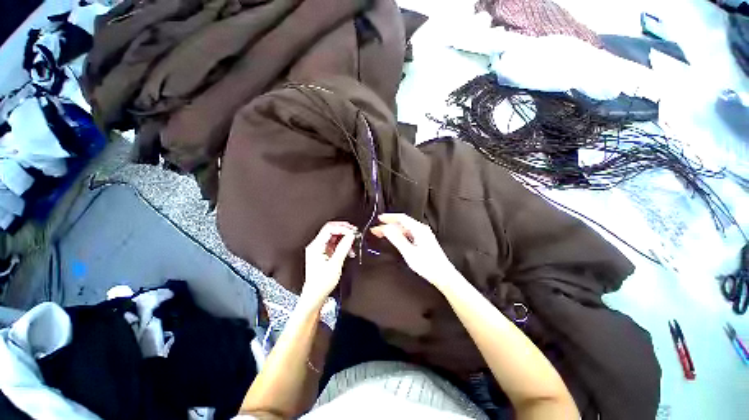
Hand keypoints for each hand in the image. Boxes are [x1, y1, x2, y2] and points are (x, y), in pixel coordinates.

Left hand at [301, 221, 356, 304]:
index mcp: (316, 246)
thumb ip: (343, 247)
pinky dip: (343, 244)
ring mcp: (319, 249)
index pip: (329, 229)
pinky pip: (334, 243)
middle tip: (355, 232)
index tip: (353, 231)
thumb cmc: (322, 282)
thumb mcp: (335, 264)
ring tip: (353, 243)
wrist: (315, 295)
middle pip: (331, 229)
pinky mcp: (324, 253)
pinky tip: (349, 250)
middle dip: (344, 230)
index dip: (342, 228)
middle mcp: (316, 245)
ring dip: (344, 238)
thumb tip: (351, 235)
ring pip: (333, 236)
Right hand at [370, 213, 460, 291]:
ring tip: (382, 234)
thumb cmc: (428, 265)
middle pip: (402, 223)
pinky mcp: (424, 241)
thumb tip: (386, 228)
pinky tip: (394, 239)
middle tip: (376, 230)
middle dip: (388, 225)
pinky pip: (409, 234)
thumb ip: (397, 239)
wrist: (444, 276)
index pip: (401, 218)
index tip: (379, 219)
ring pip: (405, 229)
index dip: (389, 217)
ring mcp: (423, 235)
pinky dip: (399, 235)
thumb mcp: (409, 252)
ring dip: (393, 231)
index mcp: (419, 229)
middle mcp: (421, 229)